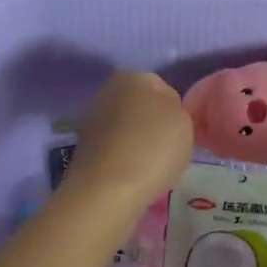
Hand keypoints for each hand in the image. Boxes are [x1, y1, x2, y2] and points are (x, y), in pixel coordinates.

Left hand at [64, 71, 193, 207]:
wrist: (108, 189)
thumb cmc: (153, 146)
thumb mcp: (184, 120)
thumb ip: (176, 108)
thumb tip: (162, 113)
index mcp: (132, 76)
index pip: (162, 88)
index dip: (174, 110)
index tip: (180, 132)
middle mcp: (106, 91)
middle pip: (139, 107)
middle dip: (152, 124)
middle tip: (167, 149)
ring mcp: (90, 120)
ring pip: (125, 129)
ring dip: (137, 143)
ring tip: (151, 168)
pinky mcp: (82, 149)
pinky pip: (114, 150)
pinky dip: (123, 160)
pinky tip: (133, 177)